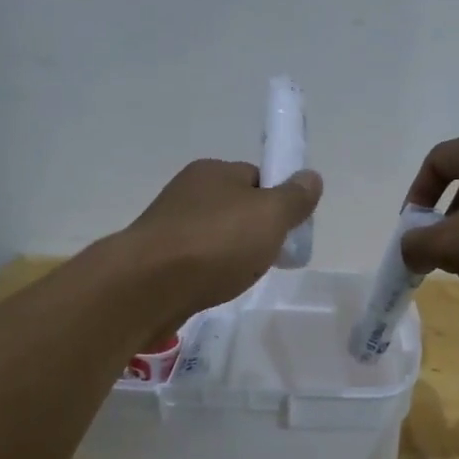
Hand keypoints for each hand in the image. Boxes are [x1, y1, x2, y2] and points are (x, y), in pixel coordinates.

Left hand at [119, 159, 321, 325]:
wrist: (147, 285)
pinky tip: (213, 287)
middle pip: (235, 208)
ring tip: (239, 277)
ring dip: (230, 254)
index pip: (257, 177)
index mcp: (214, 170)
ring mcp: (168, 223)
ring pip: (214, 235)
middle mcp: (188, 190)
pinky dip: (208, 271)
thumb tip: (311, 177)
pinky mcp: (155, 257)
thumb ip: (294, 198)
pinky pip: (194, 259)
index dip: (277, 203)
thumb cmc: (216, 243)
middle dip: (254, 232)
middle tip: (268, 258)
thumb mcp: (270, 216)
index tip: (288, 231)